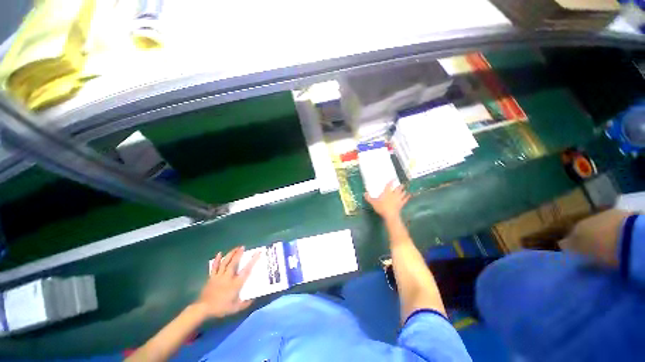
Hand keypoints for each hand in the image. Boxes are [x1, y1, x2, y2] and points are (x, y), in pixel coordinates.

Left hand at [194, 246, 259, 318]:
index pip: (246, 270)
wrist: (203, 309)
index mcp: (235, 283)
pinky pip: (215, 267)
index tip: (257, 253)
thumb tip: (254, 298)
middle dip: (239, 254)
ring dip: (231, 254)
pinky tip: (219, 253)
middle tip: (243, 247)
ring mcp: (219, 276)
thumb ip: (245, 303)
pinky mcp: (212, 277)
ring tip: (235, 248)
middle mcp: (228, 277)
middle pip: (234, 263)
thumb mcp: (235, 308)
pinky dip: (217, 260)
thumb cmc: (220, 308)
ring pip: (225, 262)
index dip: (252, 261)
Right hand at [365, 181, 410, 220]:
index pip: (390, 185)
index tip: (393, 178)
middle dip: (400, 185)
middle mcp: (393, 194)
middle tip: (401, 183)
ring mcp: (398, 199)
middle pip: (398, 188)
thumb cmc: (381, 207)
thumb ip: (369, 198)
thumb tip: (364, 193)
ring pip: (402, 193)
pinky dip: (408, 197)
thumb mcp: (373, 203)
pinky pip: (405, 199)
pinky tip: (409, 195)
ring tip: (405, 189)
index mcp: (387, 192)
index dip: (392, 181)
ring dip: (404, 190)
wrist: (390, 215)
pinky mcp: (401, 204)